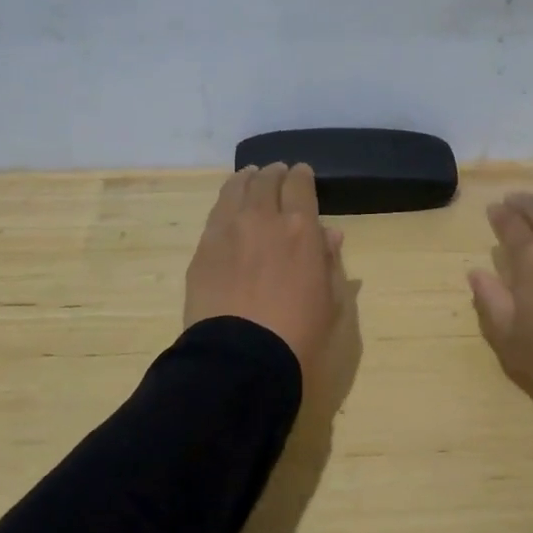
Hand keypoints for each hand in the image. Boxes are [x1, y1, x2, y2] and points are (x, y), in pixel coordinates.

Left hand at [185, 163, 351, 403]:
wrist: (241, 358)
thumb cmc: (298, 334)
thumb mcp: (330, 300)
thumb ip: (329, 261)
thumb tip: (329, 234)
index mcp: (301, 228)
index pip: (300, 184)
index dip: (302, 175)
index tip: (301, 174)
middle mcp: (263, 218)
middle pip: (267, 180)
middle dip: (274, 173)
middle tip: (276, 173)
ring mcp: (228, 230)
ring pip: (236, 189)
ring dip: (247, 179)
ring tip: (250, 177)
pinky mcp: (203, 248)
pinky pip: (216, 213)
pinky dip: (226, 202)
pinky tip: (228, 207)